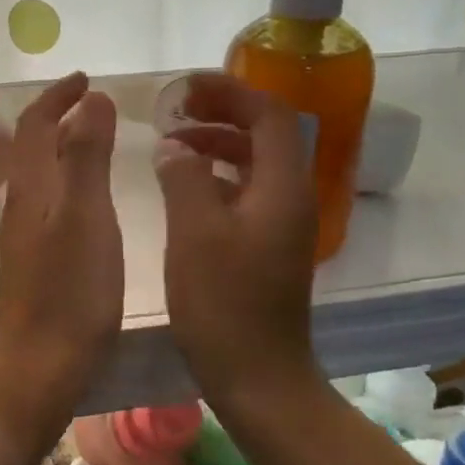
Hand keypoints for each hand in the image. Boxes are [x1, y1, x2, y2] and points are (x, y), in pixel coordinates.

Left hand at [0, 72, 123, 394]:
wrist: (40, 366)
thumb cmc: (69, 291)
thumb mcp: (85, 215)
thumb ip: (86, 156)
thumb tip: (91, 99)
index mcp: (32, 188)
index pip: (34, 125)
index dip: (57, 97)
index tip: (85, 77)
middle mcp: (22, 205)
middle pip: (31, 146)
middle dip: (58, 116)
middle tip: (93, 102)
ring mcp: (26, 236)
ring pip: (40, 174)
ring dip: (62, 146)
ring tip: (96, 139)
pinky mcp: (37, 261)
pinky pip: (50, 201)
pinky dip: (69, 179)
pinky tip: (91, 198)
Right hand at [154, 73, 316, 400]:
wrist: (259, 377)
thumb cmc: (224, 304)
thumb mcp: (194, 233)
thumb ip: (183, 177)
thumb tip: (175, 147)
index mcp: (281, 187)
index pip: (268, 114)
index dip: (229, 92)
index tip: (186, 88)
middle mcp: (291, 198)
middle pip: (266, 134)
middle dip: (222, 113)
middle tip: (175, 110)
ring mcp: (283, 225)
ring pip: (255, 164)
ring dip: (217, 144)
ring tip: (173, 143)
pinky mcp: (269, 247)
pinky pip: (247, 192)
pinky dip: (218, 176)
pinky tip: (185, 186)